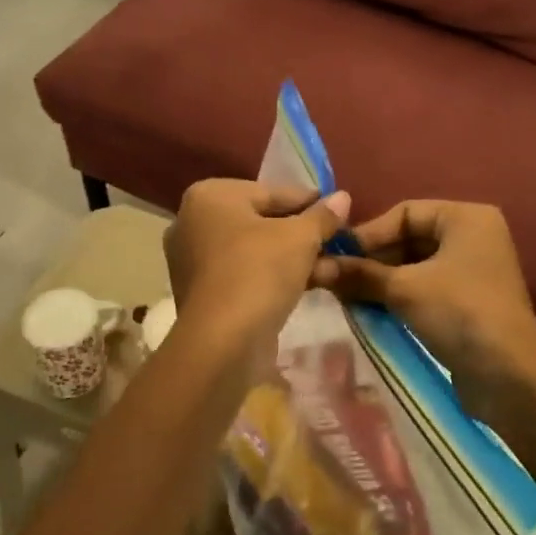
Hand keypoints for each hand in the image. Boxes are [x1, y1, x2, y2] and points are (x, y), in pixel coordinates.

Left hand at [163, 179, 351, 360]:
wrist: (223, 342)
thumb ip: (322, 216)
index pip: (271, 192)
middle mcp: (192, 221)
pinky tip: (307, 286)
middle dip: (302, 234)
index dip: (309, 202)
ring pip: (254, 250)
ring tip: (331, 268)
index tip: (338, 212)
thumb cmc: (259, 272)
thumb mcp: (301, 238)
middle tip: (337, 242)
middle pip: (261, 221)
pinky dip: (272, 277)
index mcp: (209, 196)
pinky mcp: (200, 292)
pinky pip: (243, 273)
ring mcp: (192, 259)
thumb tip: (343, 197)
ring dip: (293, 258)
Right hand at [309, 200, 535, 426]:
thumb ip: (359, 274)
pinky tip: (370, 311)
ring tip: (346, 296)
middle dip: (373, 260)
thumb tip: (314, 267)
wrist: (511, 377)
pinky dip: (399, 297)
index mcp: (466, 217)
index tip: (336, 256)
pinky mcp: (470, 303)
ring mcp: (474, 271)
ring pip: (415, 266)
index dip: (368, 233)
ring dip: (382, 281)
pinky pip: (426, 289)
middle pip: (409, 238)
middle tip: (337, 279)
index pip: (404, 212)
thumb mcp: (404, 289)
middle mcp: (473, 237)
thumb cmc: (460, 313)